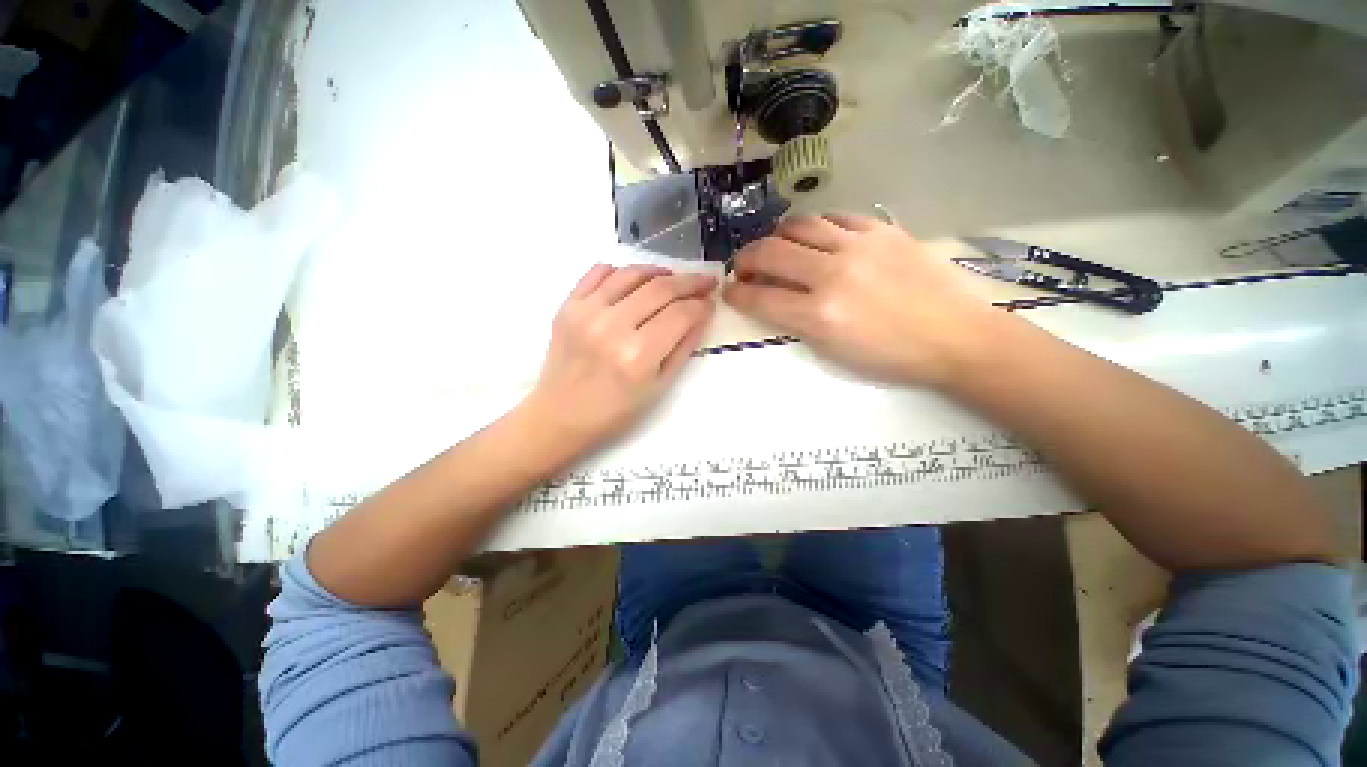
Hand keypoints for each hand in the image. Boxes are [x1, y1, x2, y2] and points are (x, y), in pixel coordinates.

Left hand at [523, 263, 716, 454]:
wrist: (561, 415)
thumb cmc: (615, 411)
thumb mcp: (659, 387)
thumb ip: (683, 347)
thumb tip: (701, 315)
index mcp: (638, 354)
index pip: (681, 314)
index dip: (702, 305)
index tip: (711, 302)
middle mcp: (612, 326)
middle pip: (660, 288)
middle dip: (690, 281)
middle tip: (705, 281)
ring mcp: (586, 312)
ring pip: (631, 273)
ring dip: (659, 271)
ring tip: (672, 278)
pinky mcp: (567, 306)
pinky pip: (597, 272)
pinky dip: (620, 270)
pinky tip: (634, 280)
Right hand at [724, 214, 1002, 387]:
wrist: (957, 337)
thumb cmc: (892, 357)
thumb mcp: (834, 352)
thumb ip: (797, 321)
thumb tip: (773, 299)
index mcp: (820, 314)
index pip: (760, 297)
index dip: (736, 294)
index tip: (729, 290)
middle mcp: (833, 273)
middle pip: (771, 253)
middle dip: (746, 259)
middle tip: (743, 266)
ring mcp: (859, 245)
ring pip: (799, 225)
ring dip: (777, 236)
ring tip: (776, 247)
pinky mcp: (883, 230)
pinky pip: (836, 216)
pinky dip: (815, 226)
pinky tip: (815, 237)